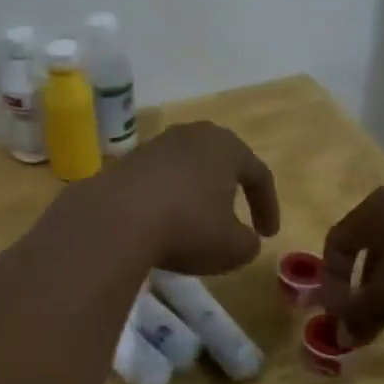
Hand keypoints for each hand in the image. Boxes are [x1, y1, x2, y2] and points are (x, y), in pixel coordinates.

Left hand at [88, 122, 280, 274]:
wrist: (115, 218)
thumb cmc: (188, 227)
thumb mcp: (232, 248)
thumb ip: (248, 243)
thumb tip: (245, 239)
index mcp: (226, 147)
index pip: (259, 174)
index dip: (268, 206)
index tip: (268, 235)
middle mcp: (192, 136)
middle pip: (221, 161)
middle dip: (231, 189)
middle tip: (237, 216)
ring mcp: (157, 144)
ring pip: (188, 168)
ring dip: (197, 193)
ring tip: (198, 221)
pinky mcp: (127, 160)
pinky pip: (160, 179)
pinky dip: (168, 198)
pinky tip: (164, 222)